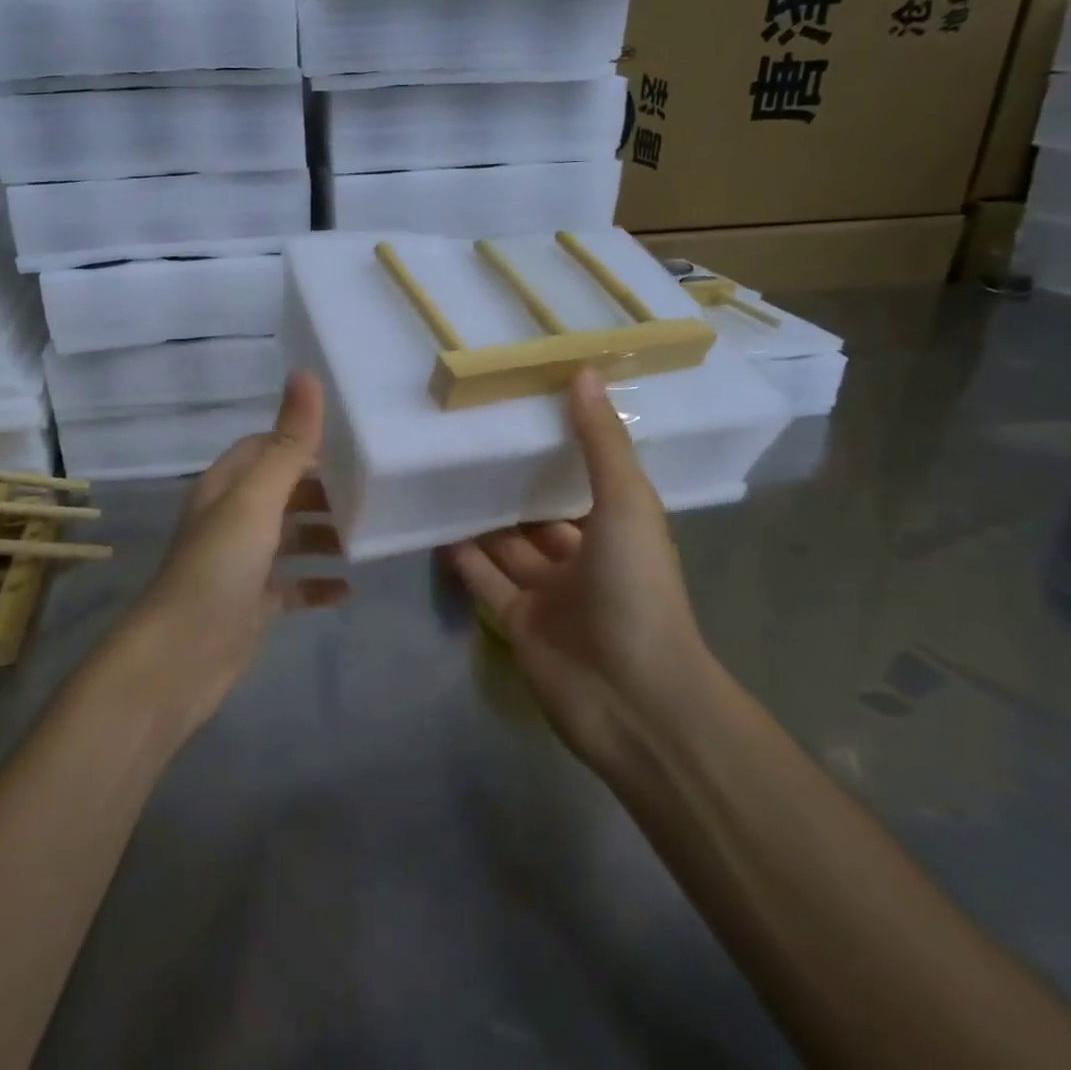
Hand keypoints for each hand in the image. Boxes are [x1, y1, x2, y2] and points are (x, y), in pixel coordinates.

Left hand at [123, 371, 341, 726]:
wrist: (181, 658)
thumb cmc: (219, 567)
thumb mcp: (257, 498)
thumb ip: (287, 442)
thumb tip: (305, 373)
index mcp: (226, 486)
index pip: (265, 447)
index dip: (302, 442)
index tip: (350, 444)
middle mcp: (230, 518)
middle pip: (282, 491)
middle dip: (322, 490)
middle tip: (371, 491)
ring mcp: (240, 562)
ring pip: (289, 536)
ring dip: (324, 534)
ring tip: (366, 536)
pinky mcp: (251, 603)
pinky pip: (292, 585)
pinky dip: (317, 583)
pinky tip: (348, 590)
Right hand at [441, 368, 712, 765]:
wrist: (631, 698)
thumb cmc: (636, 589)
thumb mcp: (626, 503)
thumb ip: (600, 442)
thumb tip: (583, 371)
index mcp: (616, 528)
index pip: (584, 479)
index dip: (558, 446)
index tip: (522, 409)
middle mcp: (583, 558)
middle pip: (540, 512)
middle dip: (512, 481)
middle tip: (469, 438)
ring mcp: (548, 594)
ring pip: (508, 545)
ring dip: (481, 515)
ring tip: (443, 471)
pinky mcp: (518, 622)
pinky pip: (484, 580)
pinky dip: (462, 555)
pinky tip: (434, 523)